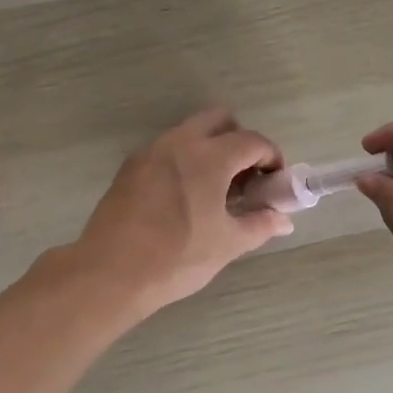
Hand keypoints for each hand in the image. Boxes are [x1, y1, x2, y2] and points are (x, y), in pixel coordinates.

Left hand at [72, 108, 292, 317]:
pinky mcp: (130, 167)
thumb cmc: (177, 258)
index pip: (252, 141)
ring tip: (216, 192)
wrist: (110, 272)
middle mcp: (179, 142)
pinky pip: (166, 150)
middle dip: (239, 141)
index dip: (271, 158)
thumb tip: (282, 219)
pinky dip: (184, 161)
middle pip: (219, 120)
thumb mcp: (227, 244)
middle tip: (245, 178)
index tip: (274, 183)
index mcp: (209, 156)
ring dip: (210, 150)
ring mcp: (150, 152)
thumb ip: (259, 225)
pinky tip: (185, 198)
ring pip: (189, 133)